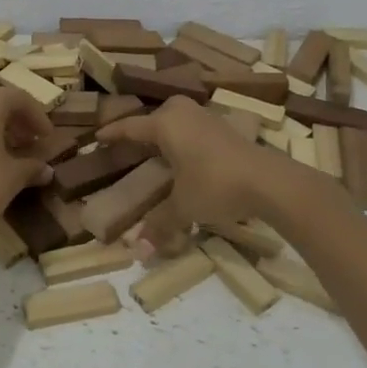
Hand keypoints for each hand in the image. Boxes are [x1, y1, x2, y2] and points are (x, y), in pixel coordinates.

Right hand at [97, 97, 295, 255]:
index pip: (131, 127)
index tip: (97, 138)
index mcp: (166, 125)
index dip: (113, 134)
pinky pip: (197, 127)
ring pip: (181, 118)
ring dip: (170, 130)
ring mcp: (209, 118)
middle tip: (133, 144)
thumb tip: (138, 253)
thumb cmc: (216, 185)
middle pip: (158, 114)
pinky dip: (188, 137)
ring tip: (161, 150)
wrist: (269, 181)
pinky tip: (191, 156)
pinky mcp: (228, 129)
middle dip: (145, 127)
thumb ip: (159, 224)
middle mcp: (185, 114)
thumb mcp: (183, 206)